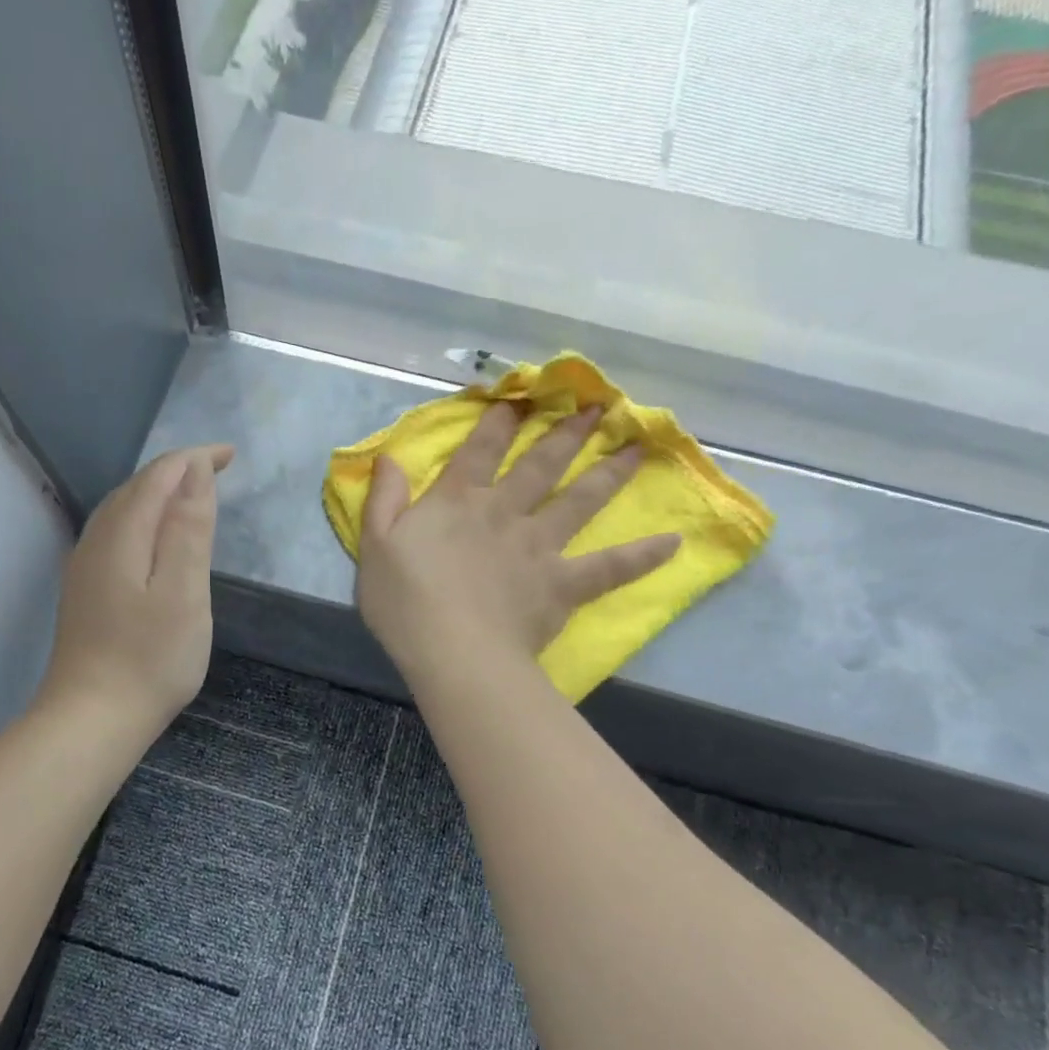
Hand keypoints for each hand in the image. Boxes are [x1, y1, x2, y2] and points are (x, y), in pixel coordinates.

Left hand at [40, 444, 233, 734]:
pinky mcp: (85, 591)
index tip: (230, 455)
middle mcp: (96, 540)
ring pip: (122, 510)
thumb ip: (189, 528)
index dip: (194, 458)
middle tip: (218, 470)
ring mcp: (85, 567)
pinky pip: (116, 533)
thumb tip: (194, 472)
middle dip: (177, 470)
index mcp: (122, 534)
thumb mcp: (184, 591)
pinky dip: (143, 519)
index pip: (159, 475)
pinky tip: (155, 538)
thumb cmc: (150, 658)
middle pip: (136, 487)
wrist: (91, 719)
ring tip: (192, 495)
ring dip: (158, 493)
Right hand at [356, 402, 677, 683]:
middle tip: (598, 407)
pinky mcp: (562, 584)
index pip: (481, 450)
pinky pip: (609, 568)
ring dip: (609, 473)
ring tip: (637, 448)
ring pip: (579, 501)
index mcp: (458, 501)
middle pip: (540, 465)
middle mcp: (504, 512)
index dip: (500, 421)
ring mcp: (538, 546)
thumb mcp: (375, 545)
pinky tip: (673, 544)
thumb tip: (389, 457)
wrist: (453, 652)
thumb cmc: (405, 601)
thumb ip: (383, 499)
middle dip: (566, 433)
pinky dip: (641, 556)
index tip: (522, 397)